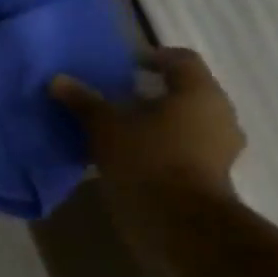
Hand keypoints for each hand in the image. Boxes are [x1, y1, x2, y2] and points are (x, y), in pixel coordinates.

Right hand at [52, 47, 245, 219]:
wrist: (177, 219)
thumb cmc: (145, 158)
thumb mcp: (104, 126)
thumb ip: (83, 101)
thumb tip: (57, 79)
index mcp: (198, 92)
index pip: (180, 59)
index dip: (151, 57)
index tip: (123, 65)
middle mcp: (218, 113)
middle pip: (183, 91)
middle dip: (150, 93)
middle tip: (116, 98)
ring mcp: (219, 146)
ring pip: (184, 121)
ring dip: (156, 121)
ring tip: (120, 129)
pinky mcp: (211, 172)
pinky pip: (184, 147)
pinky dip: (161, 145)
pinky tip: (131, 154)